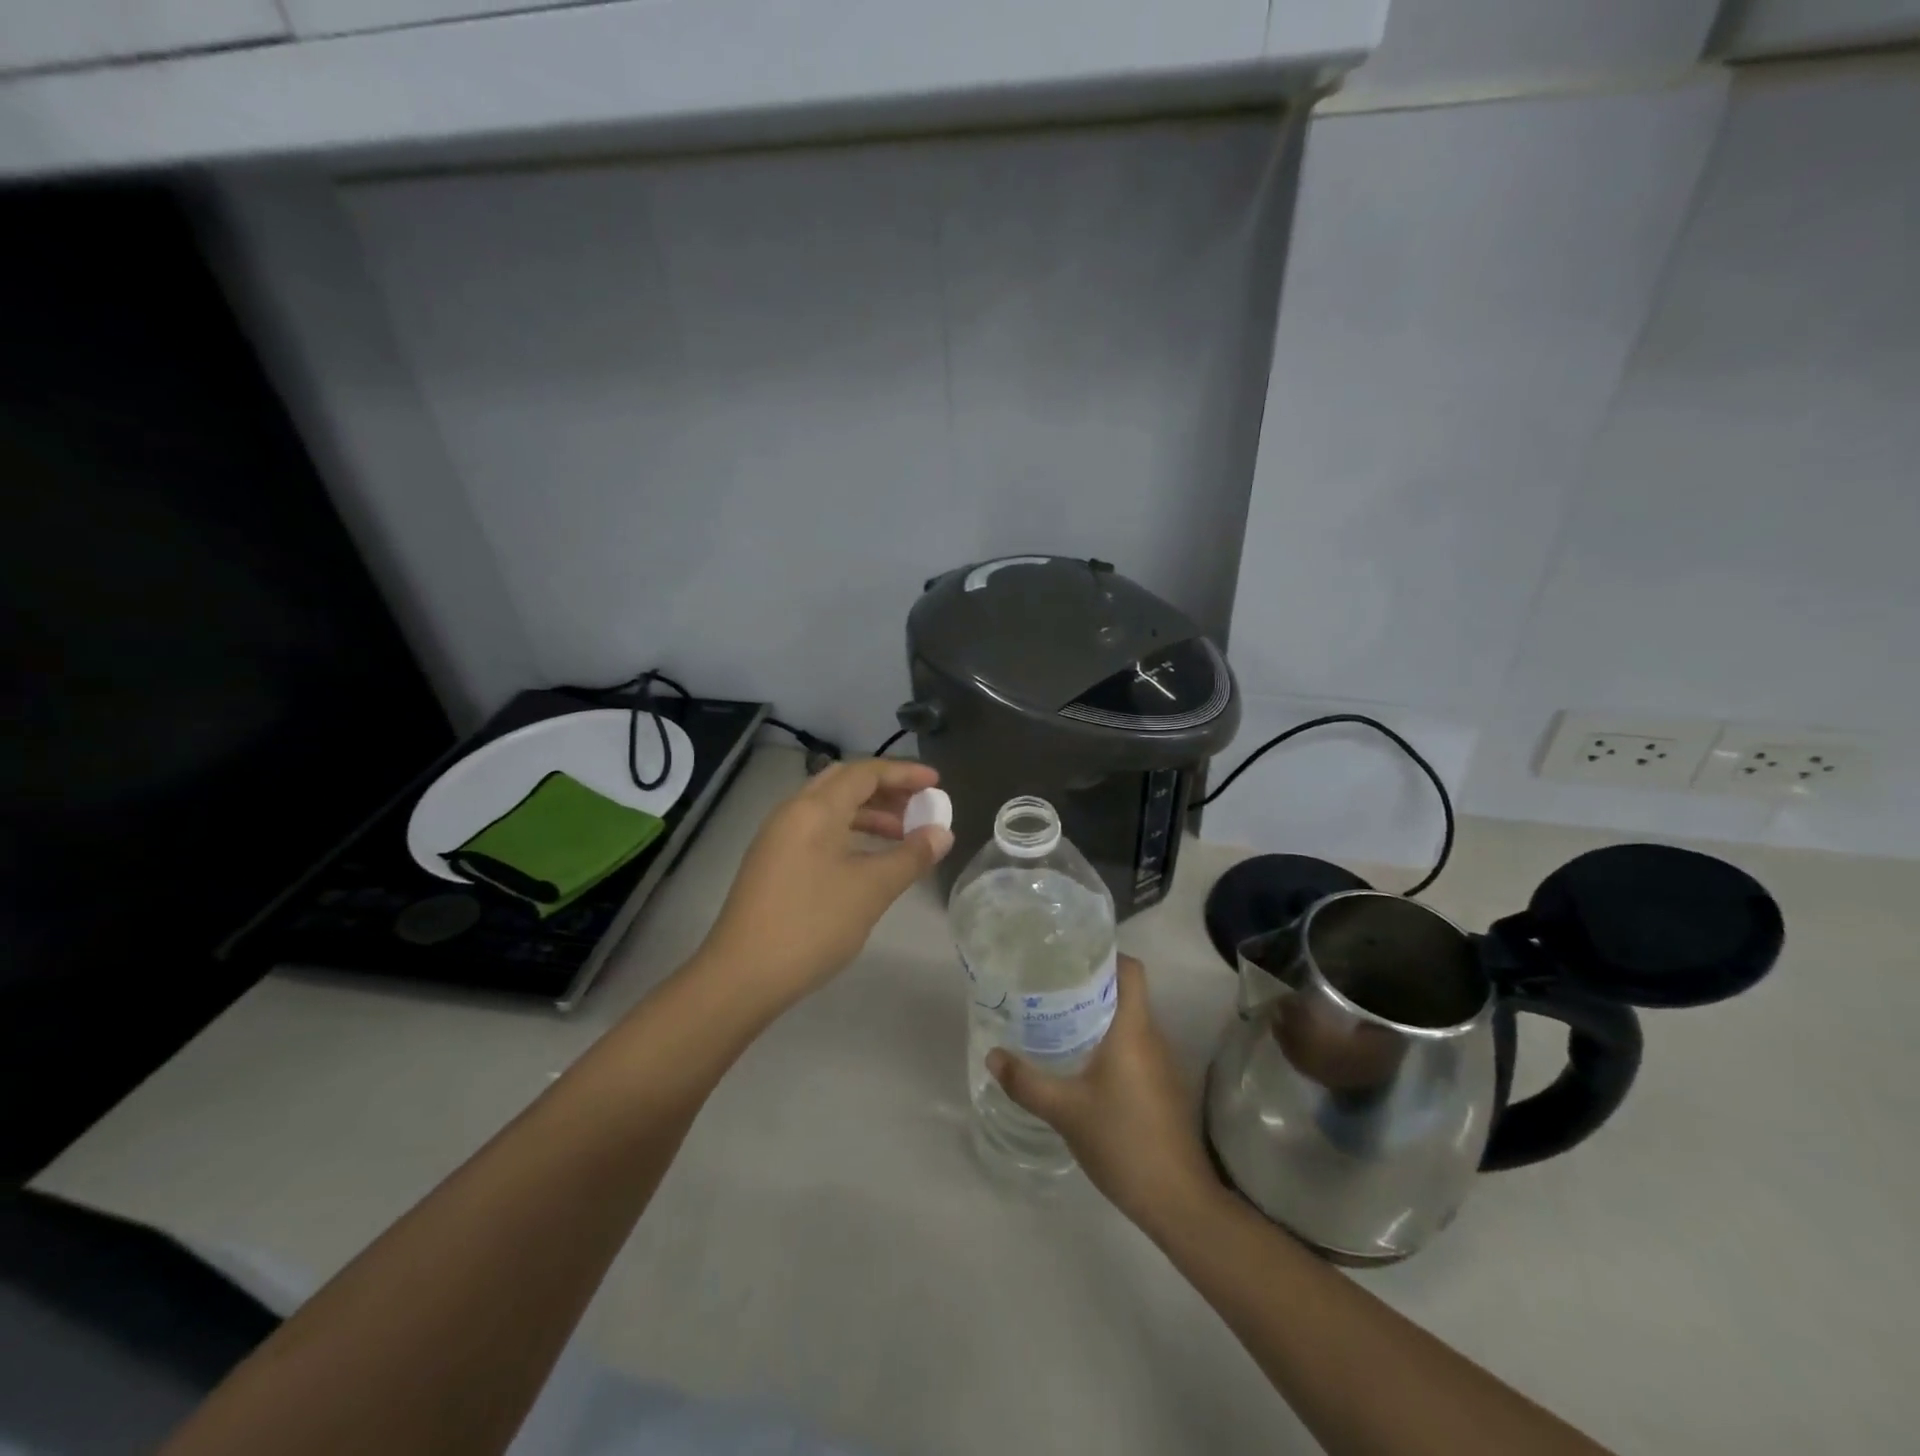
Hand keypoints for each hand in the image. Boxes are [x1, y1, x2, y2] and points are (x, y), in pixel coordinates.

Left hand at [697, 759, 953, 1008]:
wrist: (741, 976)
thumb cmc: (811, 924)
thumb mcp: (871, 889)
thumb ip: (910, 857)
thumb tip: (942, 833)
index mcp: (815, 809)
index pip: (865, 772)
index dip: (904, 774)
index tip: (937, 782)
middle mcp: (792, 812)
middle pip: (844, 784)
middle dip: (886, 790)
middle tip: (920, 806)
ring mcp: (778, 838)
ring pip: (830, 809)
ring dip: (868, 814)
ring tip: (903, 835)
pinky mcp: (773, 863)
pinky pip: (818, 831)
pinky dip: (849, 833)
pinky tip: (868, 860)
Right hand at [987, 955, 1219, 1235]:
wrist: (1177, 1199)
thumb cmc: (1122, 1140)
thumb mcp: (1065, 1110)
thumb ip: (1026, 1081)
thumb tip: (992, 1055)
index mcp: (1133, 1029)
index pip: (1131, 970)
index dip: (1106, 955)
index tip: (1070, 956)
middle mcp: (1152, 1037)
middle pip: (1126, 992)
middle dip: (1091, 984)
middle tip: (1051, 985)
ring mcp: (1162, 1064)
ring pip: (1130, 1021)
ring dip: (1099, 1015)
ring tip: (1058, 1017)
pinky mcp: (1163, 1087)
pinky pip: (1134, 1047)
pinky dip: (1109, 1042)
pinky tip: (1081, 1061)